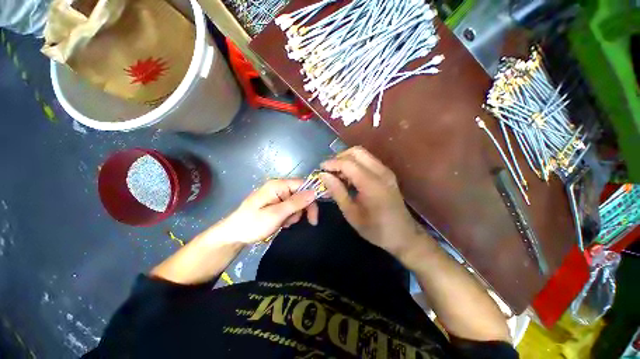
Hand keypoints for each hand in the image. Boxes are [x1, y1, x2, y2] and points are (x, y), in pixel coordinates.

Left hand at [221, 179, 318, 243]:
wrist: (233, 235)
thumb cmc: (253, 224)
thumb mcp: (276, 214)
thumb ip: (296, 202)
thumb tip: (314, 192)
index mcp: (278, 185)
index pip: (303, 185)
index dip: (311, 198)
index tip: (313, 216)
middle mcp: (279, 187)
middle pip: (301, 194)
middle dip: (301, 209)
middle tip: (295, 222)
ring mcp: (277, 195)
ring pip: (296, 203)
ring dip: (294, 214)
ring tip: (283, 223)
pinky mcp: (276, 203)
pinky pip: (290, 207)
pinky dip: (289, 216)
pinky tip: (281, 222)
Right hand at [320, 147, 427, 262]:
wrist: (403, 235)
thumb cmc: (375, 228)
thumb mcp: (351, 213)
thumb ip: (337, 192)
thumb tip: (324, 175)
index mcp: (372, 184)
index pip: (348, 163)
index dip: (332, 163)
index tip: (320, 169)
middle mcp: (381, 172)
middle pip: (357, 152)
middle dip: (340, 157)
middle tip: (329, 170)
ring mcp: (386, 171)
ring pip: (363, 154)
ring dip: (347, 159)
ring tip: (337, 174)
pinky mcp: (387, 174)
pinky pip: (368, 161)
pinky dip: (356, 164)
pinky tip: (349, 177)